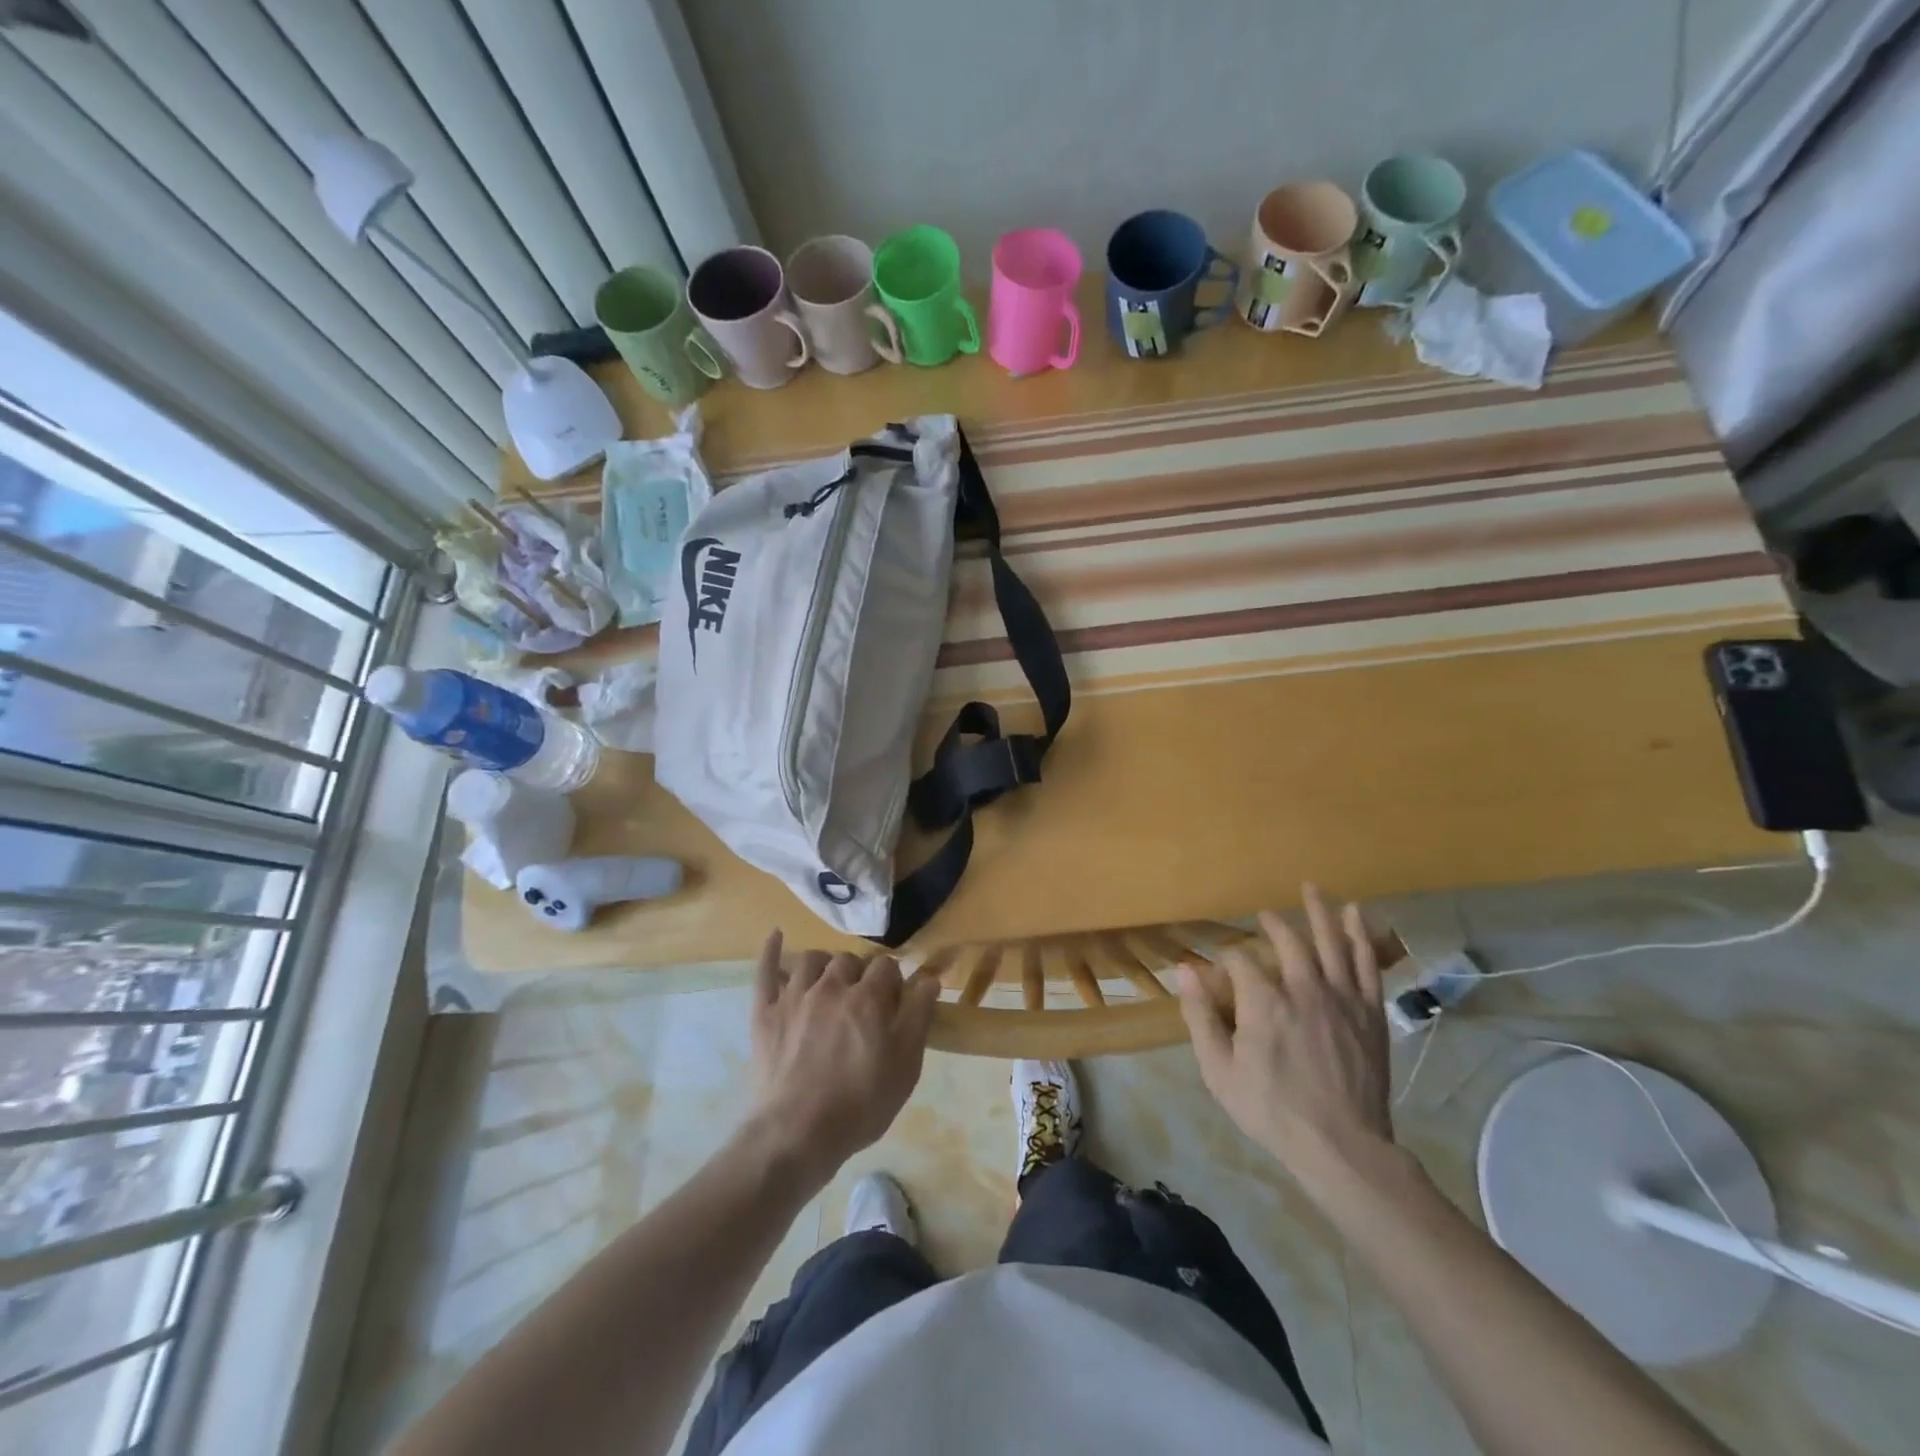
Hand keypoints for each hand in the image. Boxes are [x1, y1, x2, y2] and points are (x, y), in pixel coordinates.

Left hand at [746, 931, 940, 1183]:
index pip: (887, 967)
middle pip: (849, 960)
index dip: (893, 981)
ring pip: (811, 959)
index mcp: (869, 998)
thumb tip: (929, 979)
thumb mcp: (906, 1066)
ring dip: (825, 965)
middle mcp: (831, 986)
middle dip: (860, 972)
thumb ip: (919, 1016)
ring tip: (830, 982)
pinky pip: (765, 971)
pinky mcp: (765, 1013)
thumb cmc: (860, 1104)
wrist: (797, 1134)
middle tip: (863, 999)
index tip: (895, 1001)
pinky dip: (771, 950)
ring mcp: (794, 997)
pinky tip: (776, 935)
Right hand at [1176, 885, 1394, 1194]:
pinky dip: (1360, 937)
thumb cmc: (1272, 1110)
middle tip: (1265, 915)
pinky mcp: (1369, 1013)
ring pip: (1332, 943)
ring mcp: (1342, 999)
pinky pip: (1366, 965)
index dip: (1226, 960)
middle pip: (1289, 941)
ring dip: (1321, 913)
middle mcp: (1304, 989)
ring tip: (1313, 888)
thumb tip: (1186, 970)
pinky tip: (1356, 916)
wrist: (1342, 1147)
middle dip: (1273, 924)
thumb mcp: (1219, 1070)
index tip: (1217, 971)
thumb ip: (1200, 1016)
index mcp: (1264, 1002)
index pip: (1240, 961)